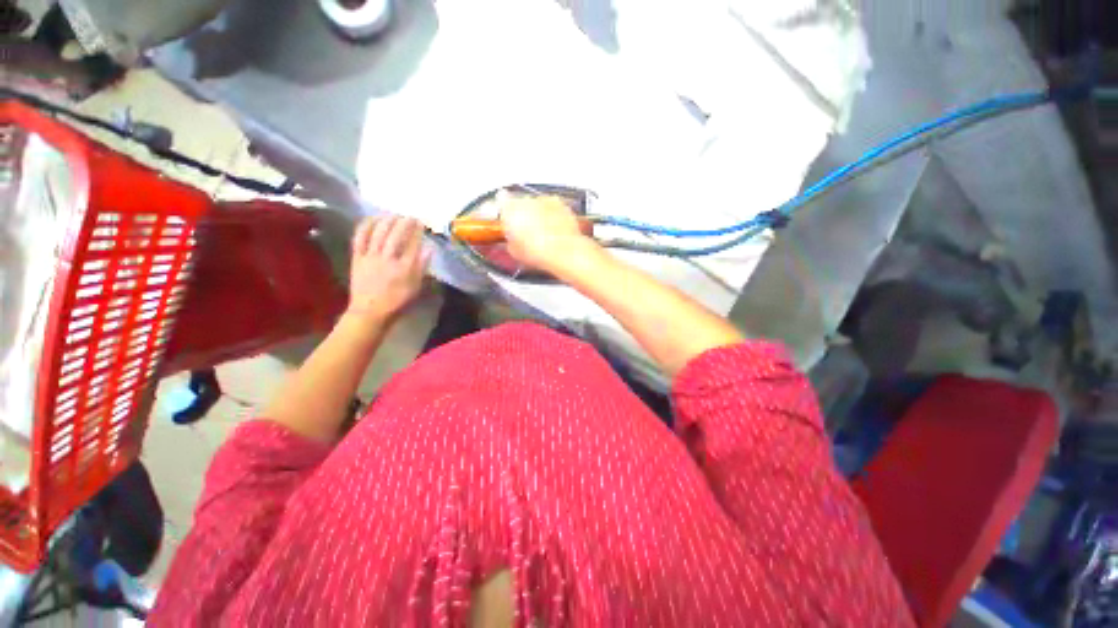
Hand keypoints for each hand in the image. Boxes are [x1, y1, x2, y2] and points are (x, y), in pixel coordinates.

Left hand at [347, 215, 429, 323]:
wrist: (369, 312)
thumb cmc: (397, 301)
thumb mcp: (416, 287)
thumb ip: (422, 267)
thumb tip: (429, 249)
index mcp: (404, 268)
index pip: (413, 244)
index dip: (418, 231)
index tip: (422, 222)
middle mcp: (387, 259)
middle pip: (396, 235)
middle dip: (404, 222)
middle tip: (409, 215)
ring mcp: (370, 257)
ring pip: (378, 233)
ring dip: (387, 220)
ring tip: (393, 214)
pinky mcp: (357, 257)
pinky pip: (360, 238)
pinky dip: (365, 226)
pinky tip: (371, 219)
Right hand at [497, 191, 600, 272]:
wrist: (564, 252)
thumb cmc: (537, 253)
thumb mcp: (514, 252)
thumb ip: (510, 239)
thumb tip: (512, 239)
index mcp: (510, 208)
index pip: (501, 201)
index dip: (505, 212)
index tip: (508, 221)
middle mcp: (527, 199)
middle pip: (521, 203)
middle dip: (523, 214)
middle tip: (526, 232)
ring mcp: (545, 200)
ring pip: (538, 204)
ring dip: (539, 214)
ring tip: (543, 233)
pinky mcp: (561, 204)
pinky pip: (553, 208)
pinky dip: (553, 216)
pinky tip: (555, 231)